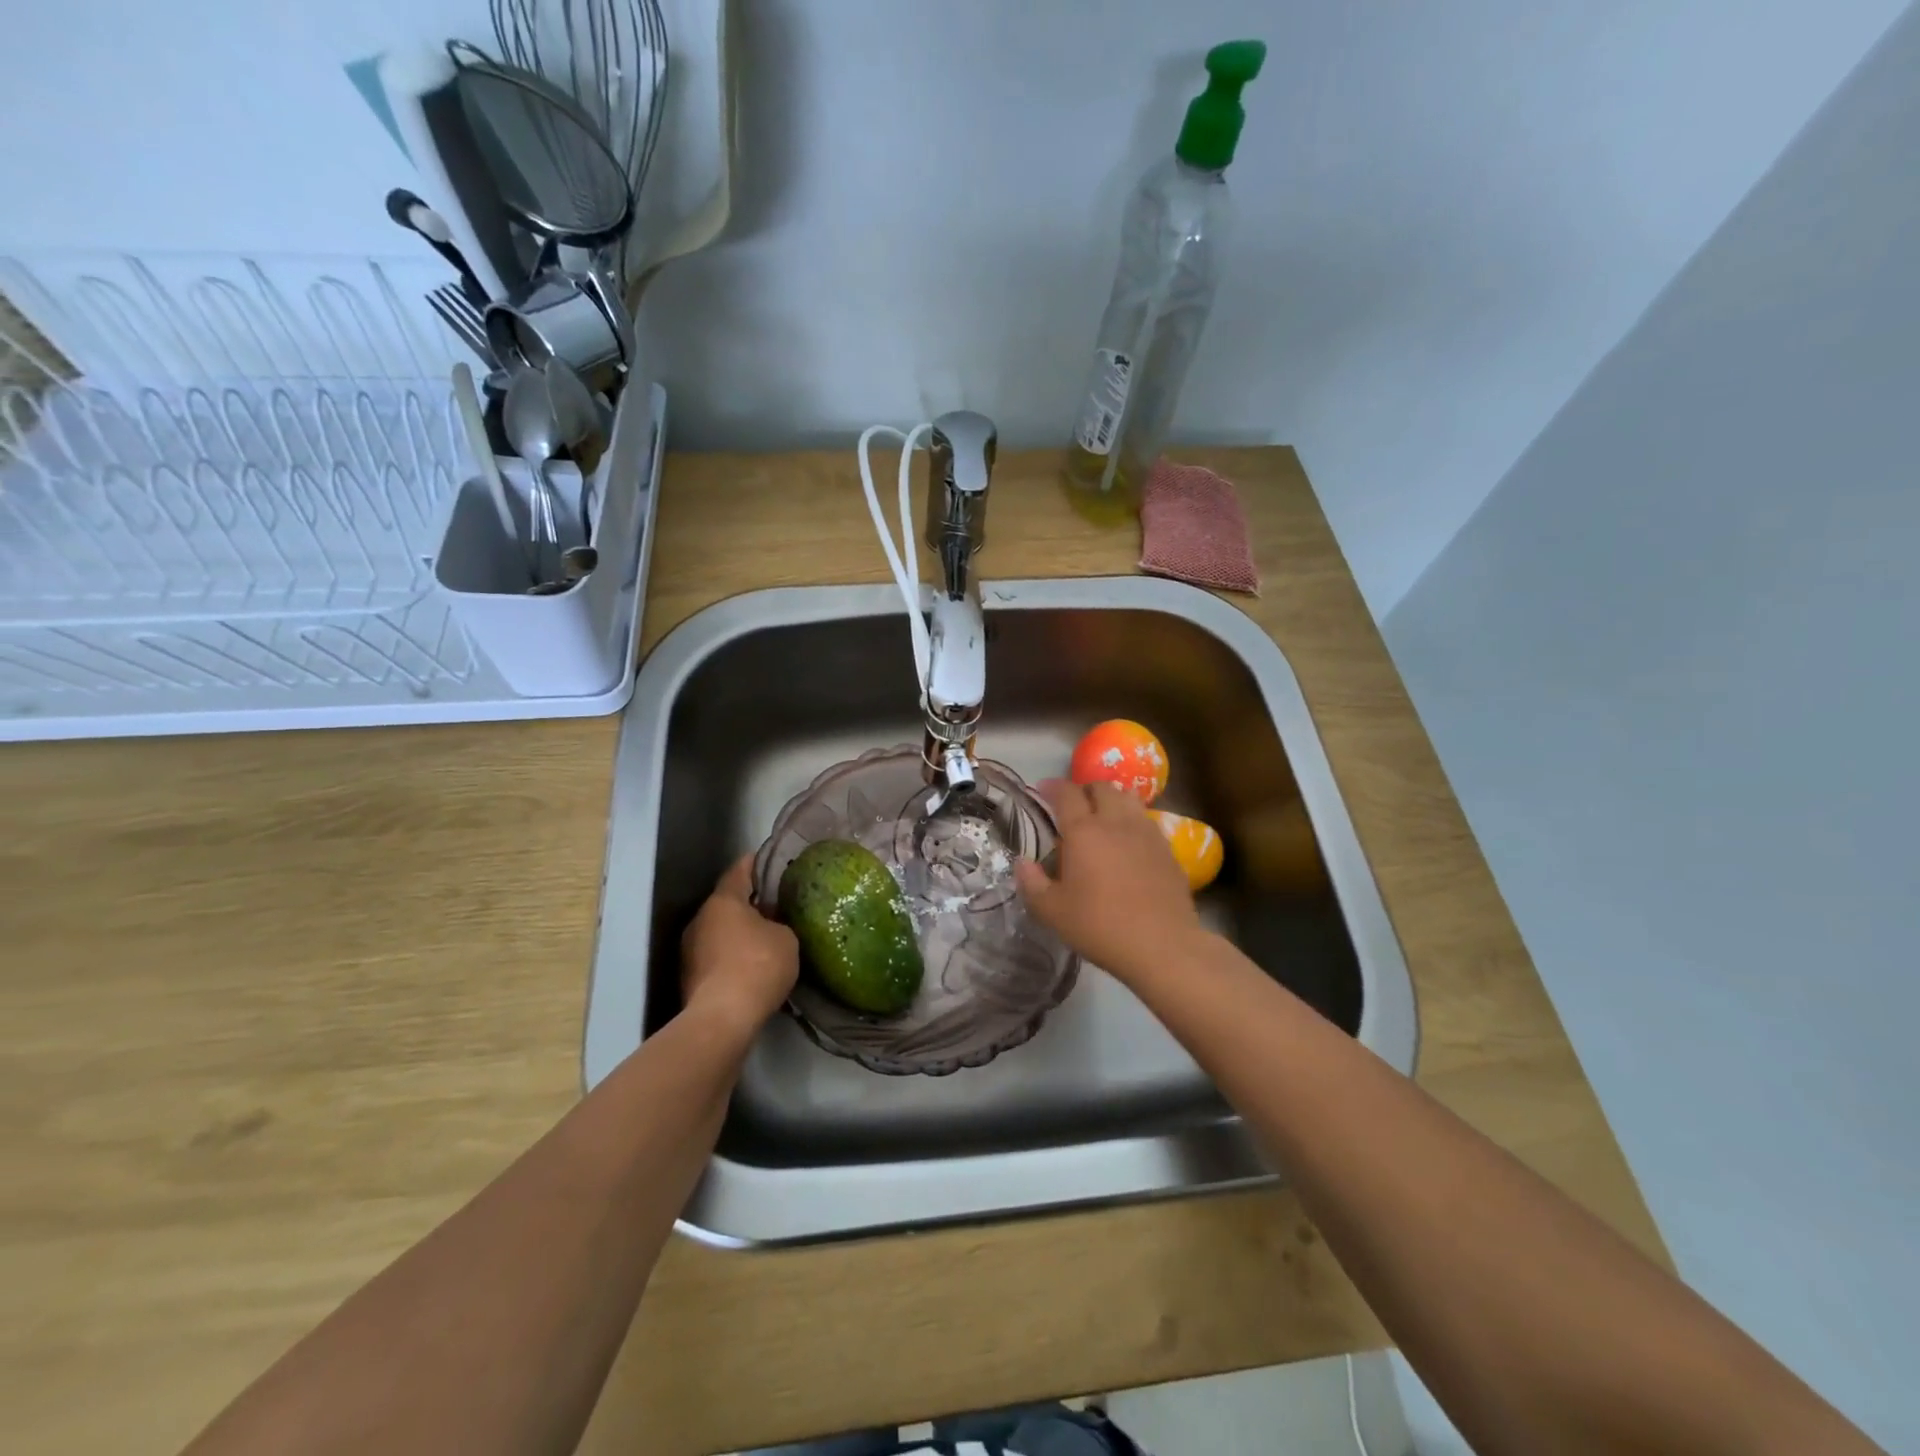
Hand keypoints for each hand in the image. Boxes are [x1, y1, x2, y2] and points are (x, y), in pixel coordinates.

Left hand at [680, 855, 798, 1043]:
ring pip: (720, 931)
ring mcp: (691, 949)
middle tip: (775, 904)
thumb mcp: (786, 938)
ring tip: (766, 938)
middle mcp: (701, 919)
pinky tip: (752, 966)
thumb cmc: (758, 966)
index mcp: (723, 901)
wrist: (722, 1019)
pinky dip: (732, 956)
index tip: (768, 859)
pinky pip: (716, 955)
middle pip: (728, 902)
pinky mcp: (690, 976)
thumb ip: (780, 923)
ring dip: (739, 932)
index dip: (755, 863)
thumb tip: (772, 924)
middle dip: (749, 903)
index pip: (740, 870)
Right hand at [1014, 779, 1203, 982]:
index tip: (1042, 790)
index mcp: (1083, 831)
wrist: (1162, 945)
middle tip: (1074, 805)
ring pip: (1129, 798)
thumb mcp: (1052, 912)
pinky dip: (1133, 821)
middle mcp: (1116, 822)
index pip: (1066, 794)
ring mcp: (1146, 833)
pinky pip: (1147, 821)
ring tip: (1104, 817)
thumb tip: (1022, 863)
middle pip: (1102, 787)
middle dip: (1085, 789)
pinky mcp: (1168, 849)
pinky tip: (1129, 843)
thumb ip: (1032, 884)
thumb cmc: (1100, 926)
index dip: (1052, 787)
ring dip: (1112, 799)